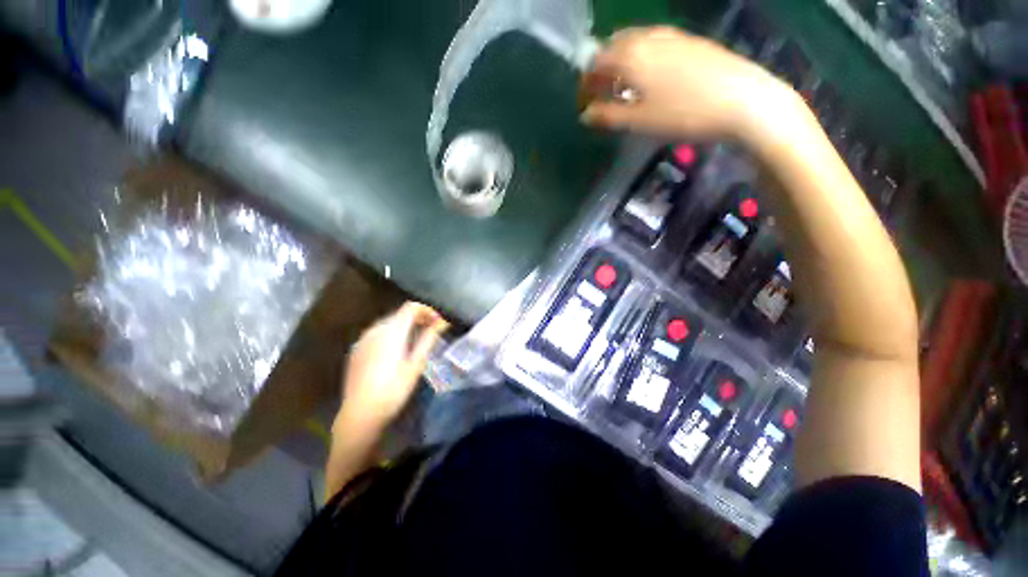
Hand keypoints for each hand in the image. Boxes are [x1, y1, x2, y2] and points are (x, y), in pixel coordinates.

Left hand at [336, 302, 448, 432]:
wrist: (360, 414)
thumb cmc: (394, 390)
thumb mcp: (416, 364)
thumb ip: (429, 339)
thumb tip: (442, 322)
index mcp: (392, 331)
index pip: (411, 307)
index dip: (427, 310)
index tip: (438, 323)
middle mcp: (375, 330)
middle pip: (399, 314)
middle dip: (417, 318)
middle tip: (431, 332)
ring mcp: (363, 340)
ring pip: (388, 323)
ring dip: (404, 326)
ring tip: (415, 342)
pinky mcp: (356, 350)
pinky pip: (377, 334)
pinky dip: (390, 335)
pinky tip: (395, 352)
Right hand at [580, 27, 793, 140]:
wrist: (742, 100)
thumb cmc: (682, 114)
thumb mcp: (638, 122)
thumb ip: (608, 117)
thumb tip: (586, 115)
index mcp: (630, 55)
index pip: (595, 63)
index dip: (585, 83)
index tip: (585, 104)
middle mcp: (648, 37)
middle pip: (614, 46)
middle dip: (602, 69)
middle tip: (602, 95)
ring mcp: (672, 36)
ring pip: (635, 43)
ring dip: (622, 63)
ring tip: (624, 89)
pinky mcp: (691, 41)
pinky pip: (655, 44)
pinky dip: (643, 59)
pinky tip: (651, 79)